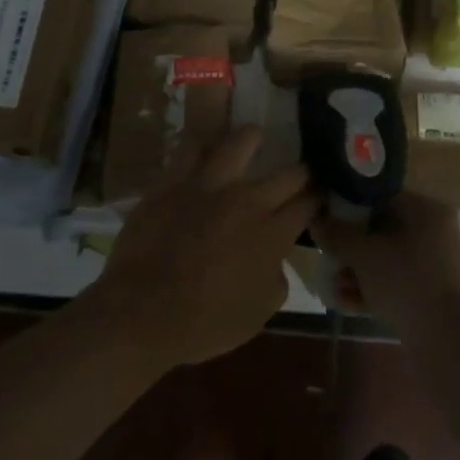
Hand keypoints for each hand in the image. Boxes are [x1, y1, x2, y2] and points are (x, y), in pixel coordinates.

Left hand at [97, 127, 316, 367]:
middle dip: (300, 172)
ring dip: (252, 139)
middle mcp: (248, 201)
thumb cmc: (205, 322)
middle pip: (288, 173)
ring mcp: (209, 185)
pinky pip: (190, 148)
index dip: (317, 200)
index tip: (317, 199)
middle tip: (299, 173)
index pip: (307, 204)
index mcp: (273, 234)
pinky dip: (201, 144)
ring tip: (255, 136)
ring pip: (239, 142)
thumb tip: (276, 260)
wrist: (142, 312)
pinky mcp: (173, 181)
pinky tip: (205, 144)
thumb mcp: (258, 314)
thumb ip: (276, 279)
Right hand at [313, 192, 459, 333]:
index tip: (327, 220)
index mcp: (426, 211)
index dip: (350, 207)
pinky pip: (398, 281)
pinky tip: (345, 302)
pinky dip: (374, 288)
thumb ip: (337, 235)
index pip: (382, 197)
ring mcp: (436, 264)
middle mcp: (436, 231)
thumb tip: (316, 221)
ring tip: (331, 285)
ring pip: (388, 259)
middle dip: (351, 246)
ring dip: (358, 270)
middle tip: (327, 256)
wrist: (445, 340)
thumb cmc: (404, 282)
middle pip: (383, 230)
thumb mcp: (363, 254)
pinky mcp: (433, 293)